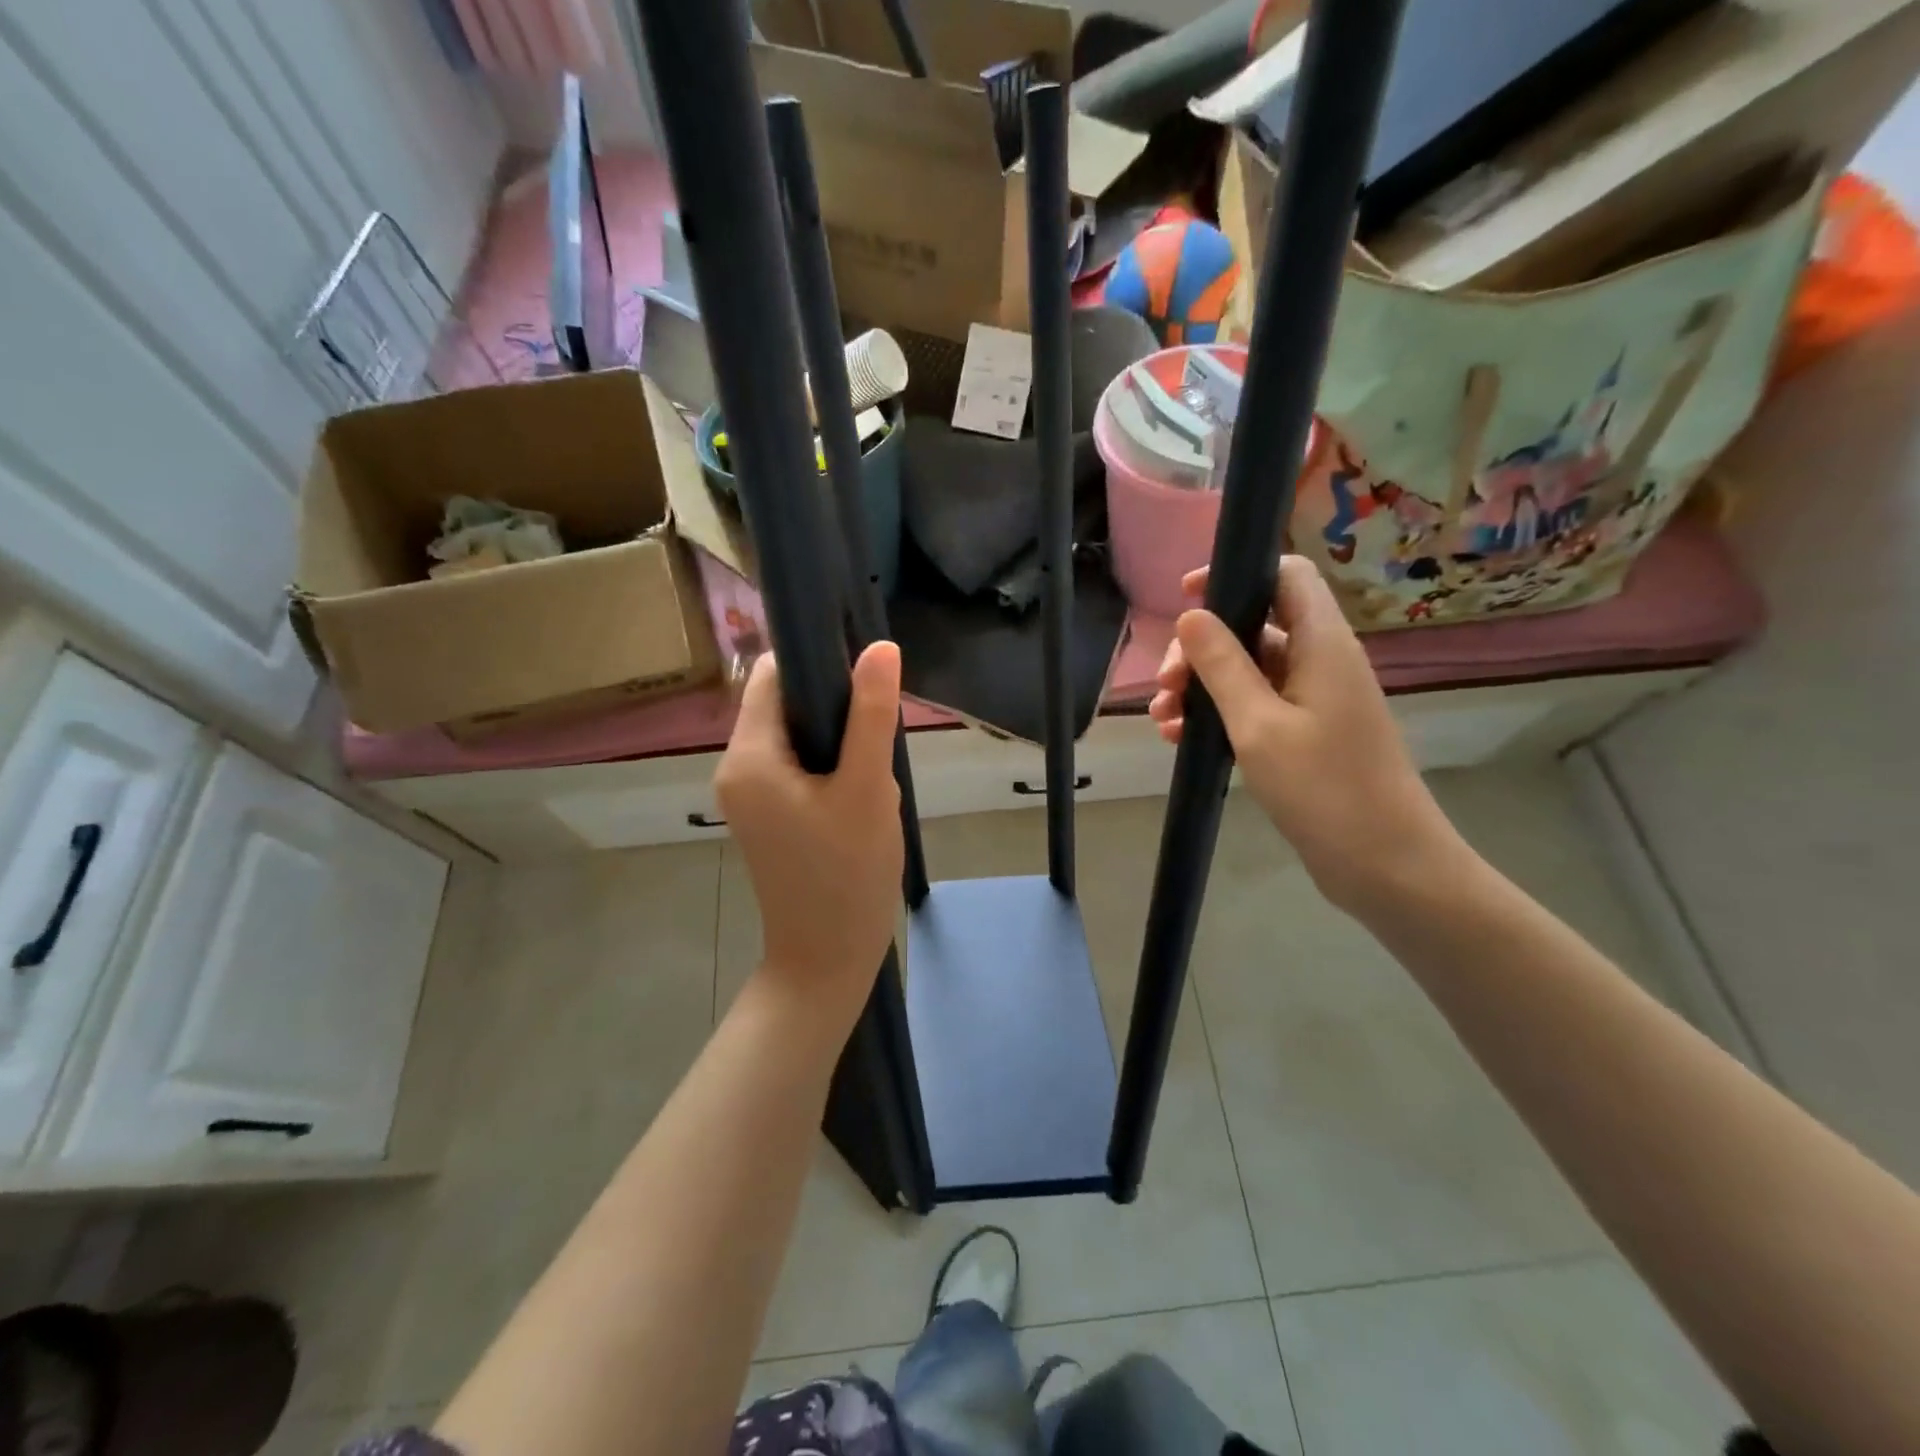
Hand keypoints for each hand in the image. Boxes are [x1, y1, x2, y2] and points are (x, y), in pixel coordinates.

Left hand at [715, 643, 904, 1019]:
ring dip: (838, 741)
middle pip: (785, 705)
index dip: (818, 662)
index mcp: (748, 757)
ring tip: (872, 775)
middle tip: (877, 739)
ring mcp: (749, 795)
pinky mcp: (767, 815)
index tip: (866, 677)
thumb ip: (871, 715)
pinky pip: (797, 766)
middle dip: (836, 710)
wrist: (826, 960)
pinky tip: (859, 794)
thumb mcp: (867, 788)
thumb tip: (880, 647)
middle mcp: (736, 769)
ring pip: (797, 736)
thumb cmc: (847, 874)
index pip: (773, 676)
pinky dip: (831, 766)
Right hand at [1148, 558, 1464, 914]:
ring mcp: (1313, 699)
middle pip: (1253, 625)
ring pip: (1247, 670)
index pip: (1284, 575)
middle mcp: (1320, 660)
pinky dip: (1217, 713)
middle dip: (1201, 648)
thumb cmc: (1324, 788)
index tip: (1184, 598)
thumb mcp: (1259, 725)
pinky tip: (1180, 738)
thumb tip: (1190, 616)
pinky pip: (1254, 705)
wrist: (1385, 864)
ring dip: (1200, 686)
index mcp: (1321, 643)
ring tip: (1162, 720)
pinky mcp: (1306, 733)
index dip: (1234, 574)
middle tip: (1164, 686)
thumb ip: (1222, 666)